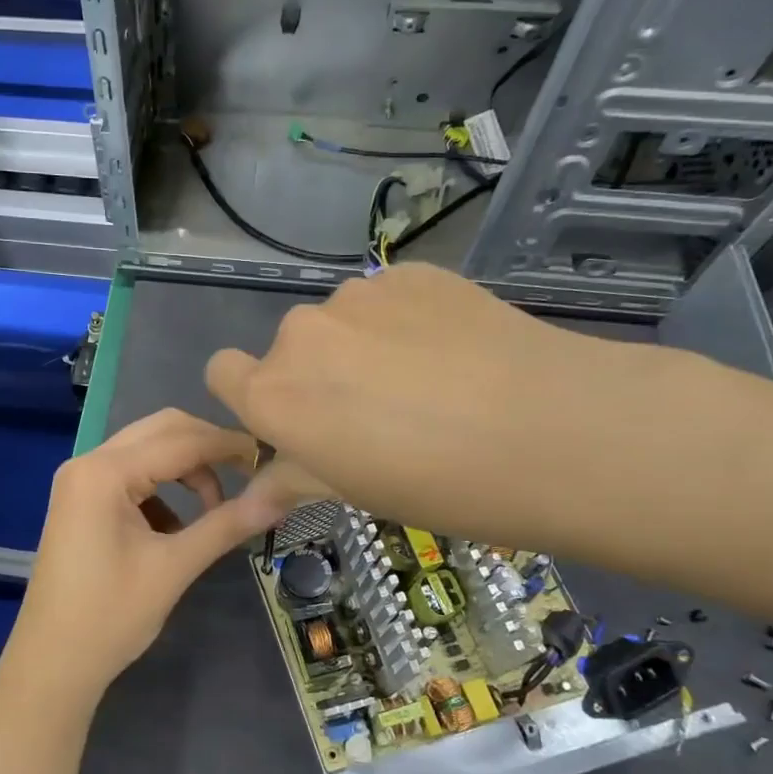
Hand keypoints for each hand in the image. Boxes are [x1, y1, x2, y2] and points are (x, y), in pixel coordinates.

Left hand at [1, 409, 284, 709]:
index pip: (180, 440)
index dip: (229, 445)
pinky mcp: (81, 501)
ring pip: (146, 451)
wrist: (52, 664)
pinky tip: (177, 527)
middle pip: (160, 431)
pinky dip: (161, 489)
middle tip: (248, 475)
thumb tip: (280, 497)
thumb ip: (226, 525)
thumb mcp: (174, 567)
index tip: (271, 455)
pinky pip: (131, 475)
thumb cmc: (111, 617)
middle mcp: (88, 463)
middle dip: (207, 448)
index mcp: (104, 472)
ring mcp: (80, 481)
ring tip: (215, 510)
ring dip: (185, 470)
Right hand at [205, 263, 630, 543]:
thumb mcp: (353, 492)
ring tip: (425, 383)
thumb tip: (249, 500)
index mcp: (275, 393)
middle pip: (288, 349)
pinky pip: (387, 299)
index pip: (222, 372)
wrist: (550, 429)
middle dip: (316, 376)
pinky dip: (404, 323)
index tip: (295, 421)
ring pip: (340, 322)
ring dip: (360, 347)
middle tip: (374, 415)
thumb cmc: (436, 484)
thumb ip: (291, 481)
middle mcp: (301, 334)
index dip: (250, 396)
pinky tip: (454, 353)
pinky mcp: (410, 273)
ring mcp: (357, 295)